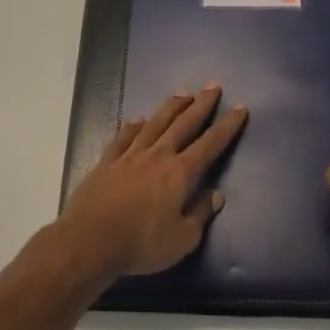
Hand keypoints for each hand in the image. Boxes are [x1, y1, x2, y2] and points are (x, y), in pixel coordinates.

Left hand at [63, 86, 248, 277]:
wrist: (90, 240)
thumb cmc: (142, 243)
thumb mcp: (182, 239)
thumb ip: (200, 214)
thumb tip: (216, 195)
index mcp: (181, 173)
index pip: (210, 144)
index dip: (227, 126)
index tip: (240, 108)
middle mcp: (158, 155)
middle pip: (184, 124)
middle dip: (201, 105)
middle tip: (213, 86)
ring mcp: (130, 155)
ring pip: (155, 123)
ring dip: (171, 107)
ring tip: (183, 94)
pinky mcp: (107, 162)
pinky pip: (124, 137)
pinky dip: (133, 126)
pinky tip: (139, 119)